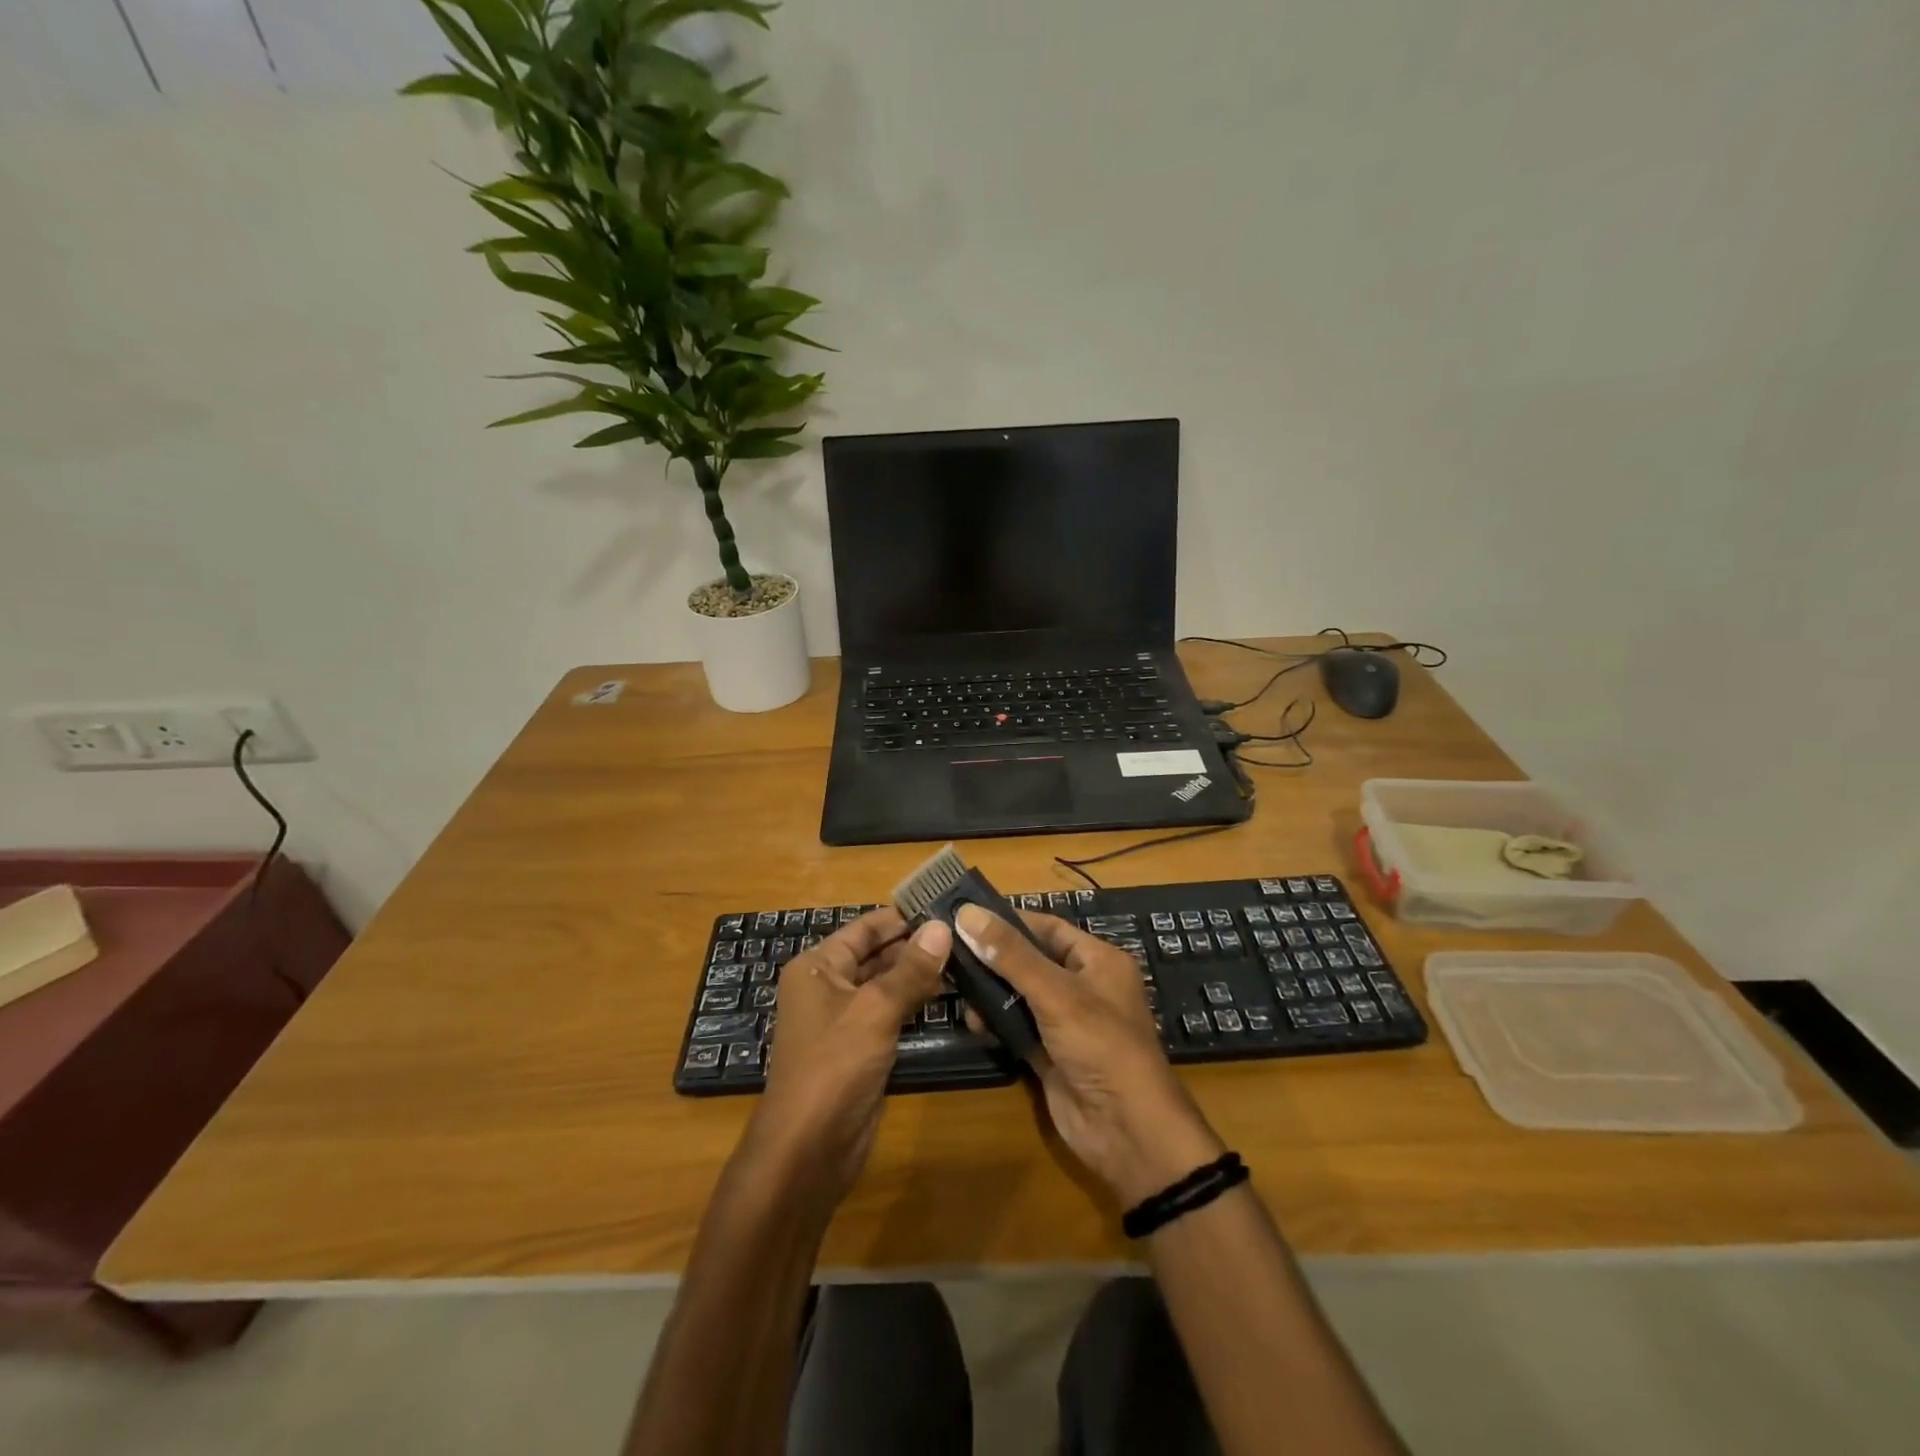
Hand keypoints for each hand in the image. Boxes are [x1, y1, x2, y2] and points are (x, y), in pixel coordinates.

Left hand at [740, 908, 948, 1205]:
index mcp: (818, 966)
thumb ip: (911, 969)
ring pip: (886, 985)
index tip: (945, 904)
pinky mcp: (860, 1048)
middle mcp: (827, 986)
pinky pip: (890, 1013)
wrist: (808, 1150)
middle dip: (916, 944)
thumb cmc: (834, 1066)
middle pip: (876, 954)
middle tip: (965, 932)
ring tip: (966, 957)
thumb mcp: (875, 1010)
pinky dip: (915, 1002)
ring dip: (919, 973)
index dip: (902, 916)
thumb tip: (942, 927)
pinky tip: (949, 994)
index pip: (865, 928)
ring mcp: (844, 1019)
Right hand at [954, 904, 1224, 1207]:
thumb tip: (967, 913)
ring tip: (954, 985)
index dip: (1009, 920)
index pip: (1048, 928)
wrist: (1127, 1132)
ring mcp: (1065, 1023)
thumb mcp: (1057, 993)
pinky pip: (1017, 1028)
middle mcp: (1083, 987)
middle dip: (993, 957)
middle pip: (1030, 961)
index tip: (965, 915)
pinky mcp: (1049, 1054)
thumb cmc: (1101, 1046)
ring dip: (990, 992)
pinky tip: (972, 1022)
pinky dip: (995, 1024)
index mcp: (1098, 961)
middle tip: (948, 949)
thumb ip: (1011, 955)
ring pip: (1020, 995)